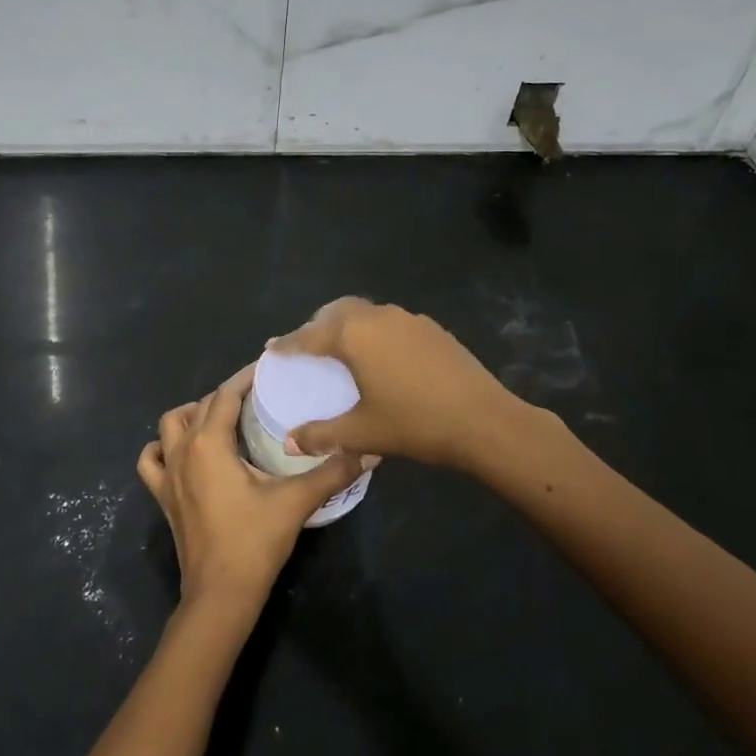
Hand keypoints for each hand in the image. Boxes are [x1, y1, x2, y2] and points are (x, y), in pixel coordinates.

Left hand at [139, 364, 367, 611]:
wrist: (220, 595)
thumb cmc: (254, 541)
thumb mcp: (296, 501)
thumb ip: (332, 471)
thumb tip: (369, 451)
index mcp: (209, 443)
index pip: (225, 394)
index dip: (245, 378)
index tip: (267, 369)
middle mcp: (183, 450)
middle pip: (201, 406)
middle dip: (227, 395)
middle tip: (257, 398)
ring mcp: (169, 475)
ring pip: (169, 426)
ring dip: (191, 415)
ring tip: (220, 420)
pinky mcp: (164, 498)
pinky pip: (152, 462)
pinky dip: (162, 449)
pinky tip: (181, 454)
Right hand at [271, 297, 529, 469]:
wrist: (483, 419)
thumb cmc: (414, 423)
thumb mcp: (362, 432)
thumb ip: (321, 435)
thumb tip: (290, 443)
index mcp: (354, 335)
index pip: (310, 336)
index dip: (289, 344)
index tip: (272, 348)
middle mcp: (377, 317)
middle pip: (337, 312)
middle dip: (318, 326)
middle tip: (308, 347)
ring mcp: (408, 319)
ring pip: (366, 313)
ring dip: (348, 325)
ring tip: (343, 350)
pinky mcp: (432, 328)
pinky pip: (391, 322)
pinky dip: (375, 332)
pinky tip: (383, 357)